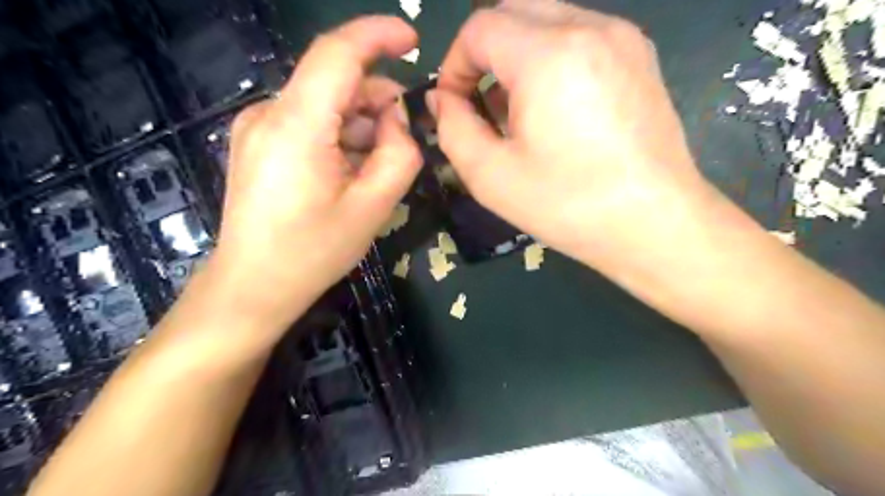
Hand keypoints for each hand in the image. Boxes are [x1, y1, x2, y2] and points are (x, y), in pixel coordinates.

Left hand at [211, 15, 419, 328]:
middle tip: (404, 138)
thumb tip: (396, 120)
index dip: (378, 36)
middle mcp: (269, 114)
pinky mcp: (256, 143)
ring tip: (376, 164)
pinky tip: (349, 169)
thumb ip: (400, 154)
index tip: (412, 41)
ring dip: (359, 122)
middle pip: (334, 81)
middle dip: (377, 98)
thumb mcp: (374, 206)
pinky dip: (338, 134)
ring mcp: (256, 127)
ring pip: (322, 102)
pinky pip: (307, 121)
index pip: (338, 53)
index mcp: (297, 125)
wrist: (253, 286)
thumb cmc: (314, 251)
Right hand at [434, 0, 716, 278]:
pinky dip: (552, 59)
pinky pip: (580, 36)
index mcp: (548, 55)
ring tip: (519, 111)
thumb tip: (443, 100)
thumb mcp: (491, 176)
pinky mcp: (640, 57)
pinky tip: (556, 109)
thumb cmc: (568, 205)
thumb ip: (453, 129)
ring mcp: (622, 38)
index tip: (456, 106)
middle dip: (484, 53)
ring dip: (518, 55)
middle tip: (482, 103)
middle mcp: (589, 28)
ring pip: (548, 18)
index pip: (479, 28)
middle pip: (514, 10)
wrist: (655, 224)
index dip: (454, 65)